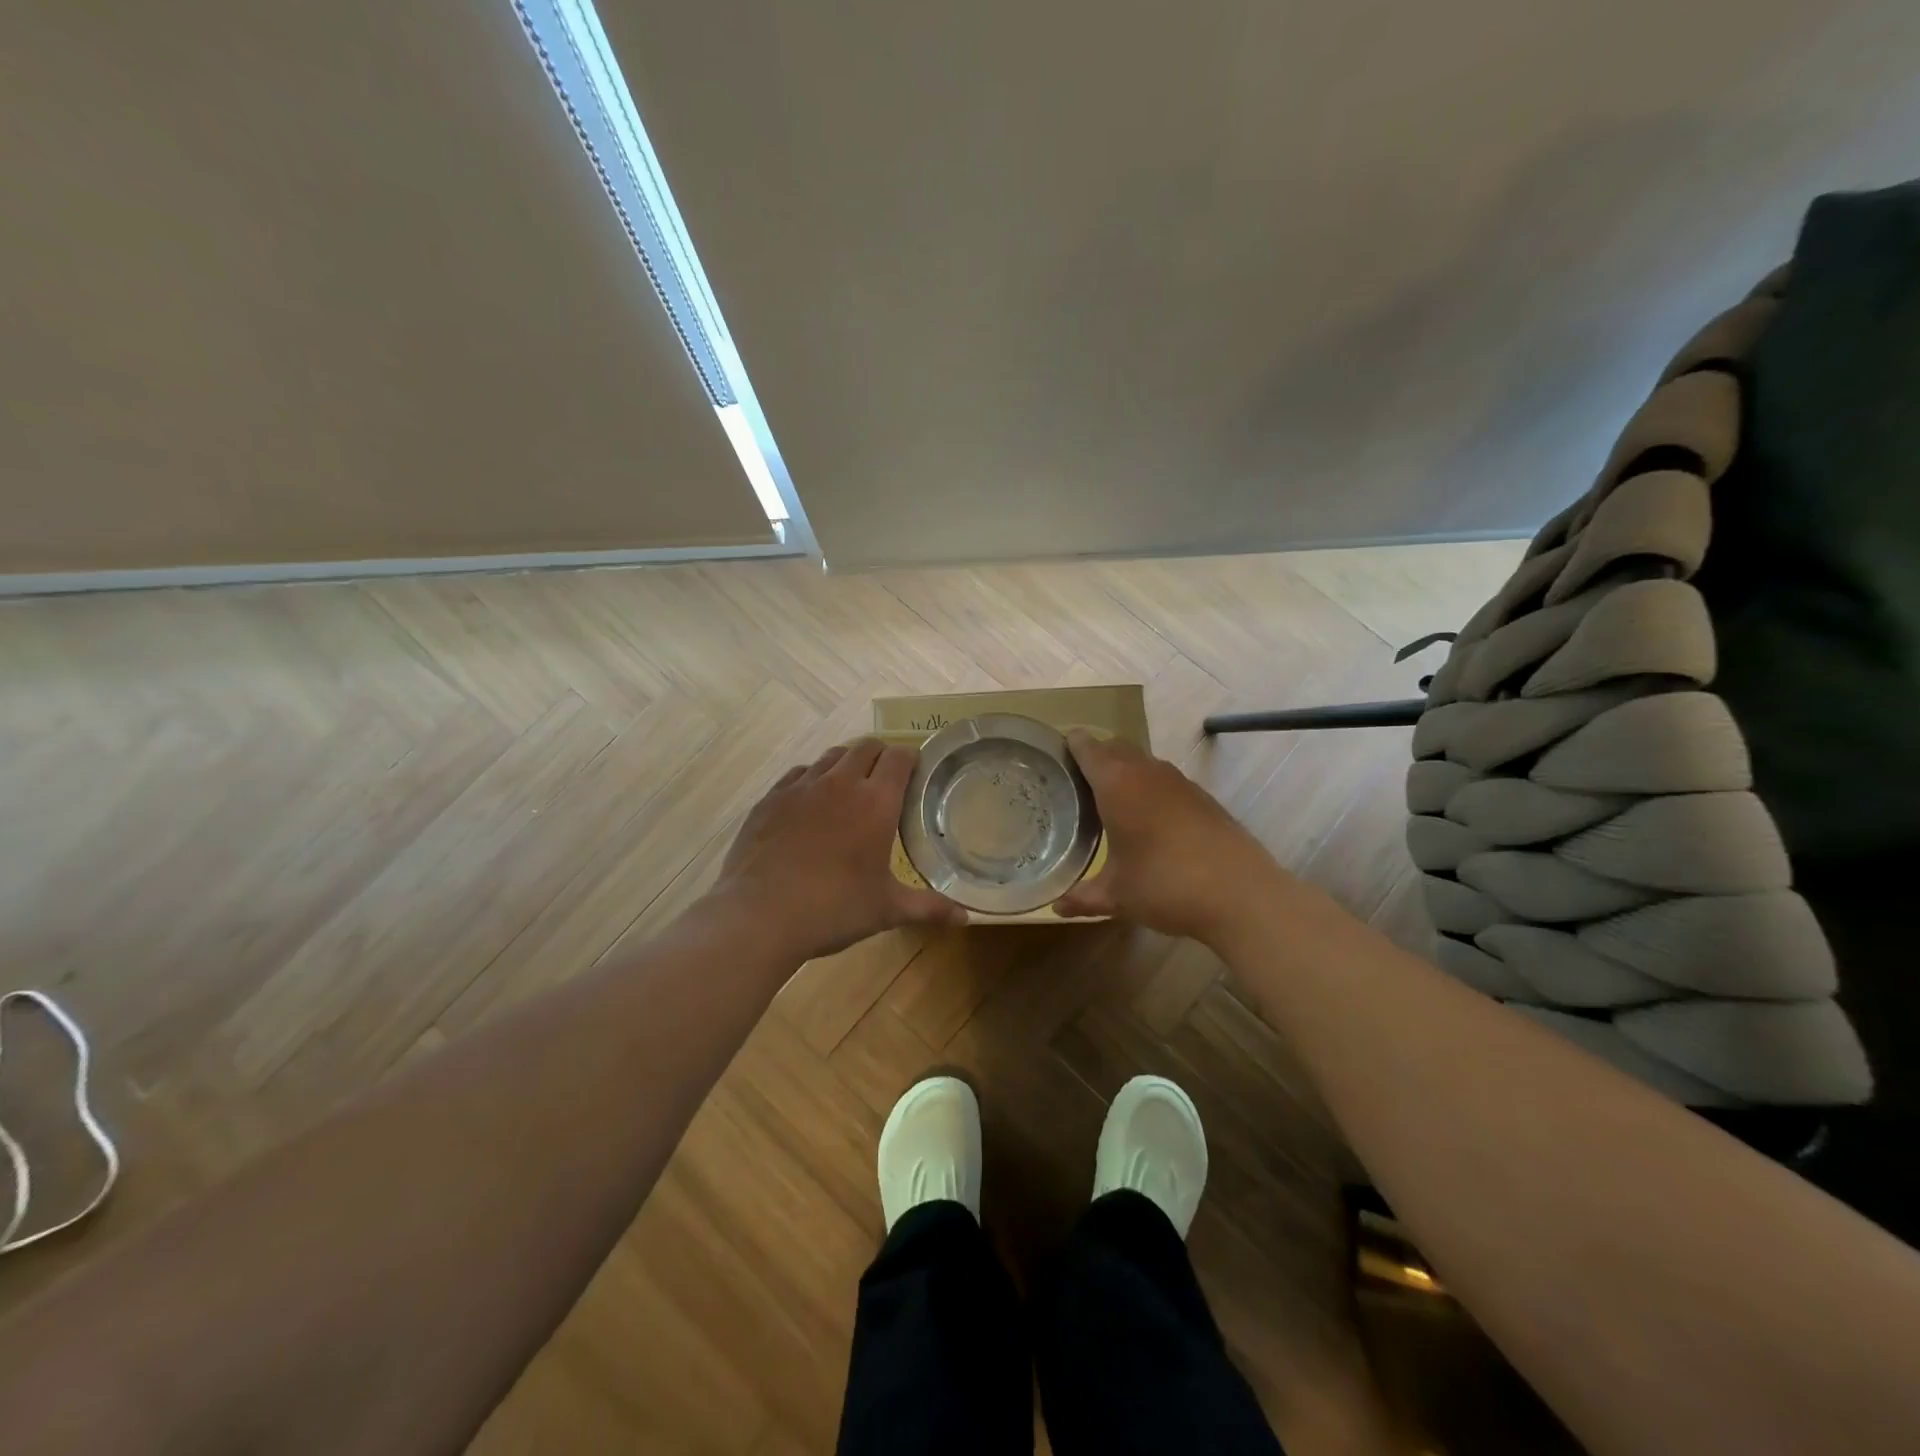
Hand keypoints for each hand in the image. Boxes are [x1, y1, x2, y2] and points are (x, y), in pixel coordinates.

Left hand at [714, 738, 967, 961]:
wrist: (759, 915)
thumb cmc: (833, 910)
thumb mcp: (886, 910)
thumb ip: (928, 907)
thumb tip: (965, 917)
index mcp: (876, 802)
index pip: (900, 757)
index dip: (911, 758)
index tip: (916, 772)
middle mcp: (840, 783)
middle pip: (866, 747)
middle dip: (881, 756)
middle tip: (886, 781)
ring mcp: (801, 787)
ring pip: (831, 756)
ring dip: (846, 763)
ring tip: (850, 789)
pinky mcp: (770, 798)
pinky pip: (798, 774)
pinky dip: (812, 779)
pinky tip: (810, 803)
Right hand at [1055, 730, 1277, 942]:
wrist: (1241, 894)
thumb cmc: (1166, 885)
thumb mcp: (1117, 896)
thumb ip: (1083, 897)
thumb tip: (1057, 907)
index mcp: (1117, 784)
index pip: (1086, 747)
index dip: (1069, 746)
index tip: (1053, 757)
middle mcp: (1147, 772)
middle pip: (1114, 747)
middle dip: (1094, 756)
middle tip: (1075, 782)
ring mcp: (1179, 781)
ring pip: (1142, 762)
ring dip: (1124, 771)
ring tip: (1108, 800)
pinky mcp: (1202, 797)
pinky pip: (1164, 779)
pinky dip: (1149, 788)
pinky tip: (1148, 820)